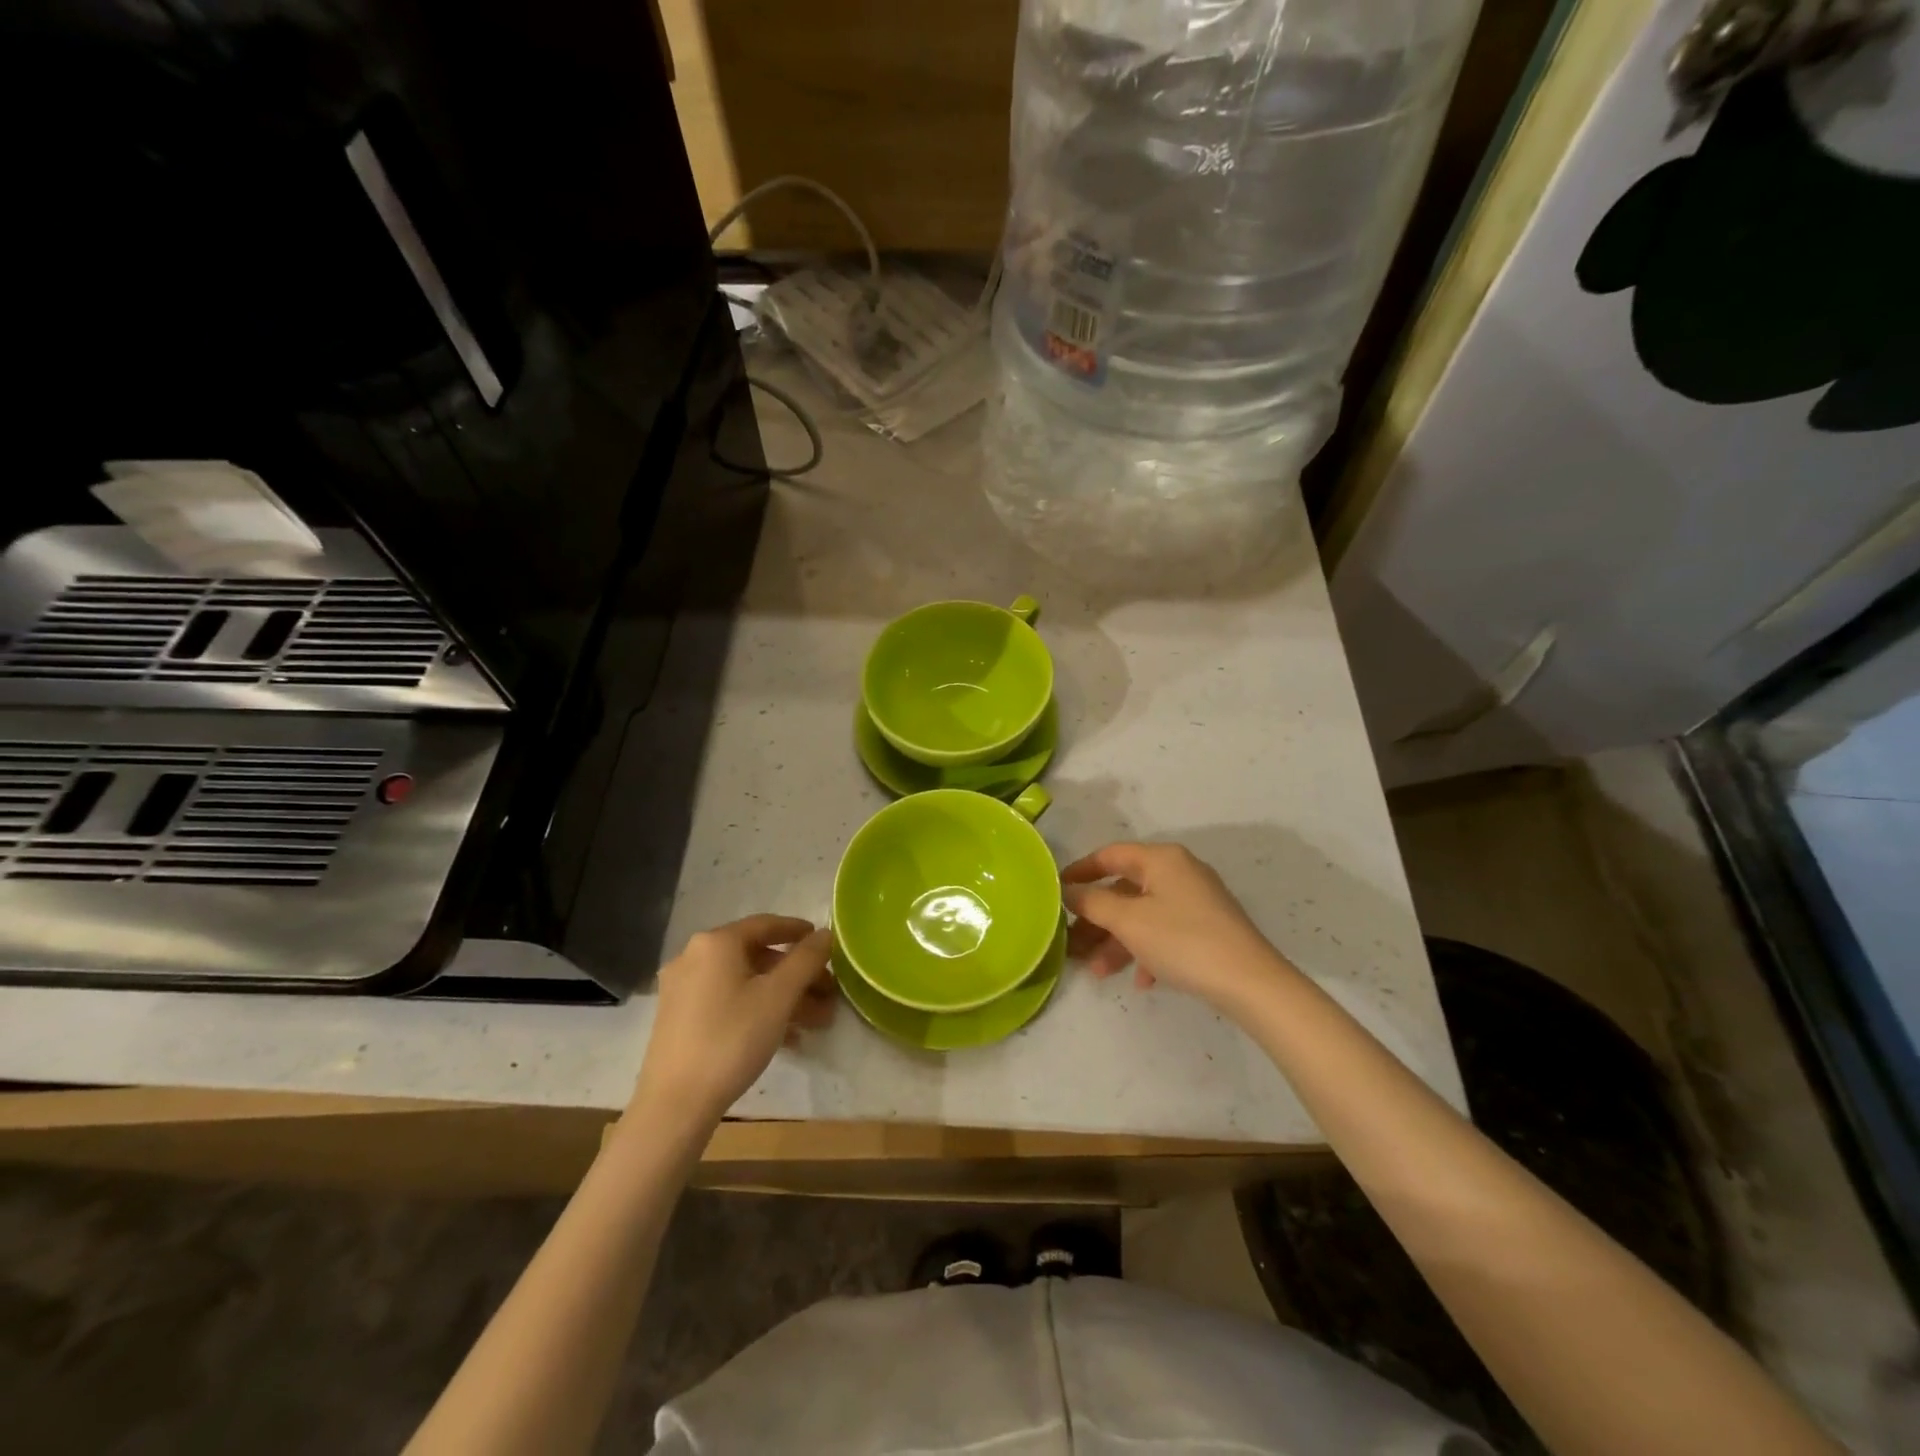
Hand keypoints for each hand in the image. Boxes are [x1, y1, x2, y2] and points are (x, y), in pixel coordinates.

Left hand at [634, 916, 834, 1126]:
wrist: (675, 1105)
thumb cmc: (732, 1039)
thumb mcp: (778, 997)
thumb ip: (806, 960)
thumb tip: (824, 934)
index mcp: (716, 943)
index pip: (766, 924)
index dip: (799, 931)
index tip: (825, 943)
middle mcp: (694, 957)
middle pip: (757, 957)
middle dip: (797, 975)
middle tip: (828, 994)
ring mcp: (683, 989)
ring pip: (744, 982)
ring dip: (783, 997)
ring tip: (816, 1022)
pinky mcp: (679, 1018)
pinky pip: (728, 1001)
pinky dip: (757, 1010)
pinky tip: (786, 1037)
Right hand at [1062, 842, 1292, 1014]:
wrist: (1251, 983)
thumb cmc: (1183, 941)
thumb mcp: (1129, 921)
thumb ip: (1092, 902)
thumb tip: (1067, 891)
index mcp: (1162, 859)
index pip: (1110, 854)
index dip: (1080, 871)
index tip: (1056, 890)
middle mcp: (1180, 872)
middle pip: (1125, 889)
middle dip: (1097, 918)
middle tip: (1073, 942)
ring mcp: (1197, 900)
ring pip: (1144, 915)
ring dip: (1118, 941)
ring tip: (1099, 972)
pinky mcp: (1209, 927)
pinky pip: (1166, 933)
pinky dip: (1147, 952)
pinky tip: (1142, 981)